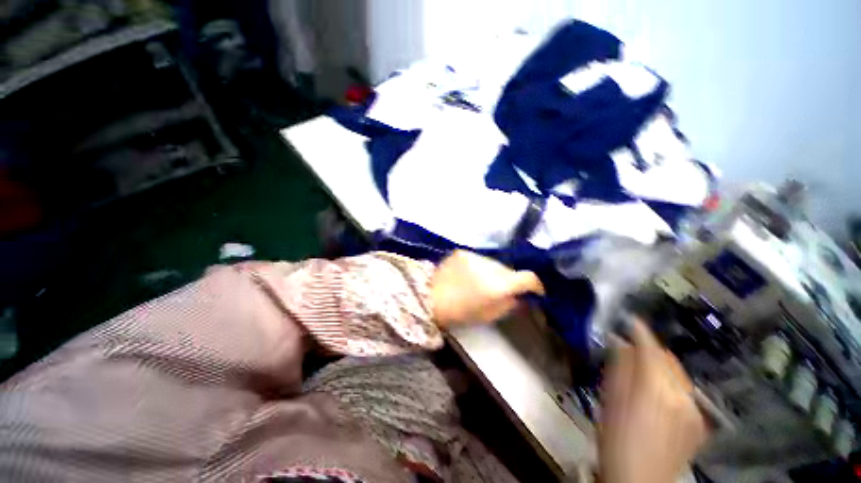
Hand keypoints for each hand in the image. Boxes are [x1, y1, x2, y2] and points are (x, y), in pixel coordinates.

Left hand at [430, 250, 543, 327]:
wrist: (430, 298)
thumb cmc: (461, 313)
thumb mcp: (490, 315)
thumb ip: (510, 304)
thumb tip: (521, 296)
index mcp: (498, 285)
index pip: (528, 277)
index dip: (536, 285)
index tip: (536, 291)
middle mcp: (489, 266)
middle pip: (509, 270)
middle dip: (510, 279)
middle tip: (503, 289)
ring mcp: (475, 256)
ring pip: (494, 263)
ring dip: (494, 272)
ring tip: (482, 281)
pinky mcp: (462, 251)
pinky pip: (479, 259)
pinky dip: (479, 267)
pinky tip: (470, 274)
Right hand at [599, 321, 708, 482]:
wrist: (639, 480)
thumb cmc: (615, 438)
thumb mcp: (609, 400)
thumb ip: (619, 368)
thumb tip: (622, 345)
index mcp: (654, 389)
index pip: (650, 349)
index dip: (640, 331)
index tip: (631, 320)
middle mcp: (681, 395)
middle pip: (668, 359)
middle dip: (650, 347)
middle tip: (631, 346)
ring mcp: (695, 410)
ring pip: (678, 373)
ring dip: (660, 364)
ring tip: (643, 368)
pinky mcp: (699, 423)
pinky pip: (685, 390)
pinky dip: (670, 382)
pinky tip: (657, 392)